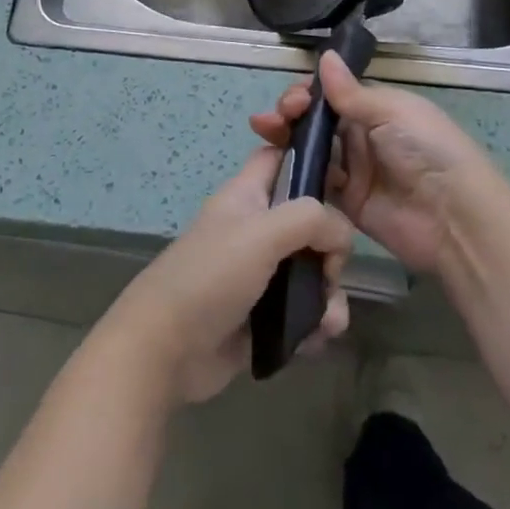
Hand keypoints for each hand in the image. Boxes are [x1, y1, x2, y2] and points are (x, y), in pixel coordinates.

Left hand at [100, 148, 354, 404]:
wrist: (165, 351)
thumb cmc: (210, 276)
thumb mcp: (261, 233)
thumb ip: (310, 219)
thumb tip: (341, 235)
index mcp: (248, 195)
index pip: (281, 157)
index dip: (310, 158)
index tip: (344, 181)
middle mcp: (257, 229)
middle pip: (309, 219)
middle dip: (331, 246)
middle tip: (329, 270)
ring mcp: (261, 274)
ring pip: (313, 270)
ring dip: (329, 294)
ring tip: (326, 319)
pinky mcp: (265, 317)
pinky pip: (305, 312)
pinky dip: (317, 324)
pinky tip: (315, 339)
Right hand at [250, 52, 499, 274]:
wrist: (453, 217)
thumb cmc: (426, 150)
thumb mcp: (391, 112)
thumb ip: (351, 93)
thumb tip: (324, 56)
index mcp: (377, 108)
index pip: (333, 94)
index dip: (309, 94)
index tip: (293, 100)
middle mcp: (363, 136)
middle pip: (318, 121)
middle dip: (291, 114)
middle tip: (272, 119)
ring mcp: (354, 171)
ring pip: (312, 149)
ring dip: (287, 140)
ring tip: (265, 134)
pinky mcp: (347, 204)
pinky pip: (316, 185)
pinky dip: (296, 174)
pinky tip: (275, 166)